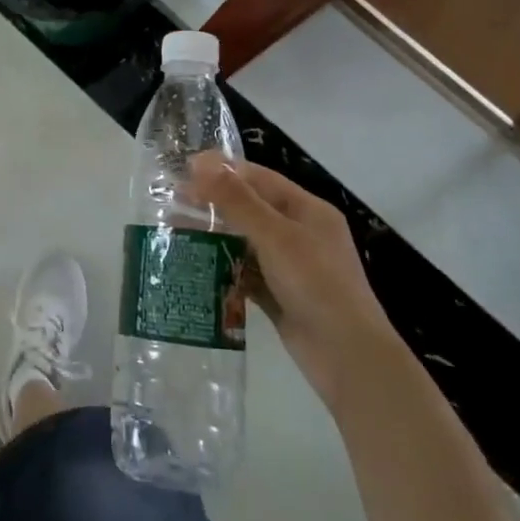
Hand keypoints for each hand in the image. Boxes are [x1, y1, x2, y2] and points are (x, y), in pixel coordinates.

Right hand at [190, 152, 397, 400]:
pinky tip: (194, 265)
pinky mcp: (279, 295)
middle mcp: (300, 233)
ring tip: (174, 231)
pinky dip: (223, 267)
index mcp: (308, 211)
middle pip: (250, 208)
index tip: (184, 169)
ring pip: (244, 241)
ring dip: (214, 235)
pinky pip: (245, 273)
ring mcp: (290, 267)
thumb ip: (237, 200)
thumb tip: (201, 163)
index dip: (223, 170)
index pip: (260, 178)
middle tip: (171, 201)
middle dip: (213, 204)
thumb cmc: (316, 285)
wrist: (348, 358)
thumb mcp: (275, 236)